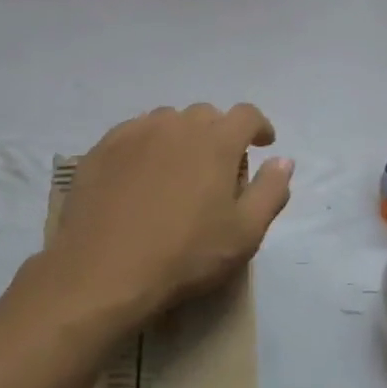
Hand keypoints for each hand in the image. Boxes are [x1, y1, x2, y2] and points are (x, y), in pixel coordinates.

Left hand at [37, 104, 293, 337]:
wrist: (104, 272)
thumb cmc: (185, 255)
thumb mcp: (245, 233)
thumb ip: (270, 191)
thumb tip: (283, 161)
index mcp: (216, 140)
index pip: (246, 115)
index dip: (259, 127)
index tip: (263, 144)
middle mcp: (176, 124)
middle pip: (206, 115)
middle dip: (219, 134)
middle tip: (218, 168)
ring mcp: (135, 132)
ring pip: (167, 122)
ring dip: (181, 138)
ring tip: (178, 170)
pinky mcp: (102, 148)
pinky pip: (134, 134)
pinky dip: (146, 146)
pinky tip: (141, 176)